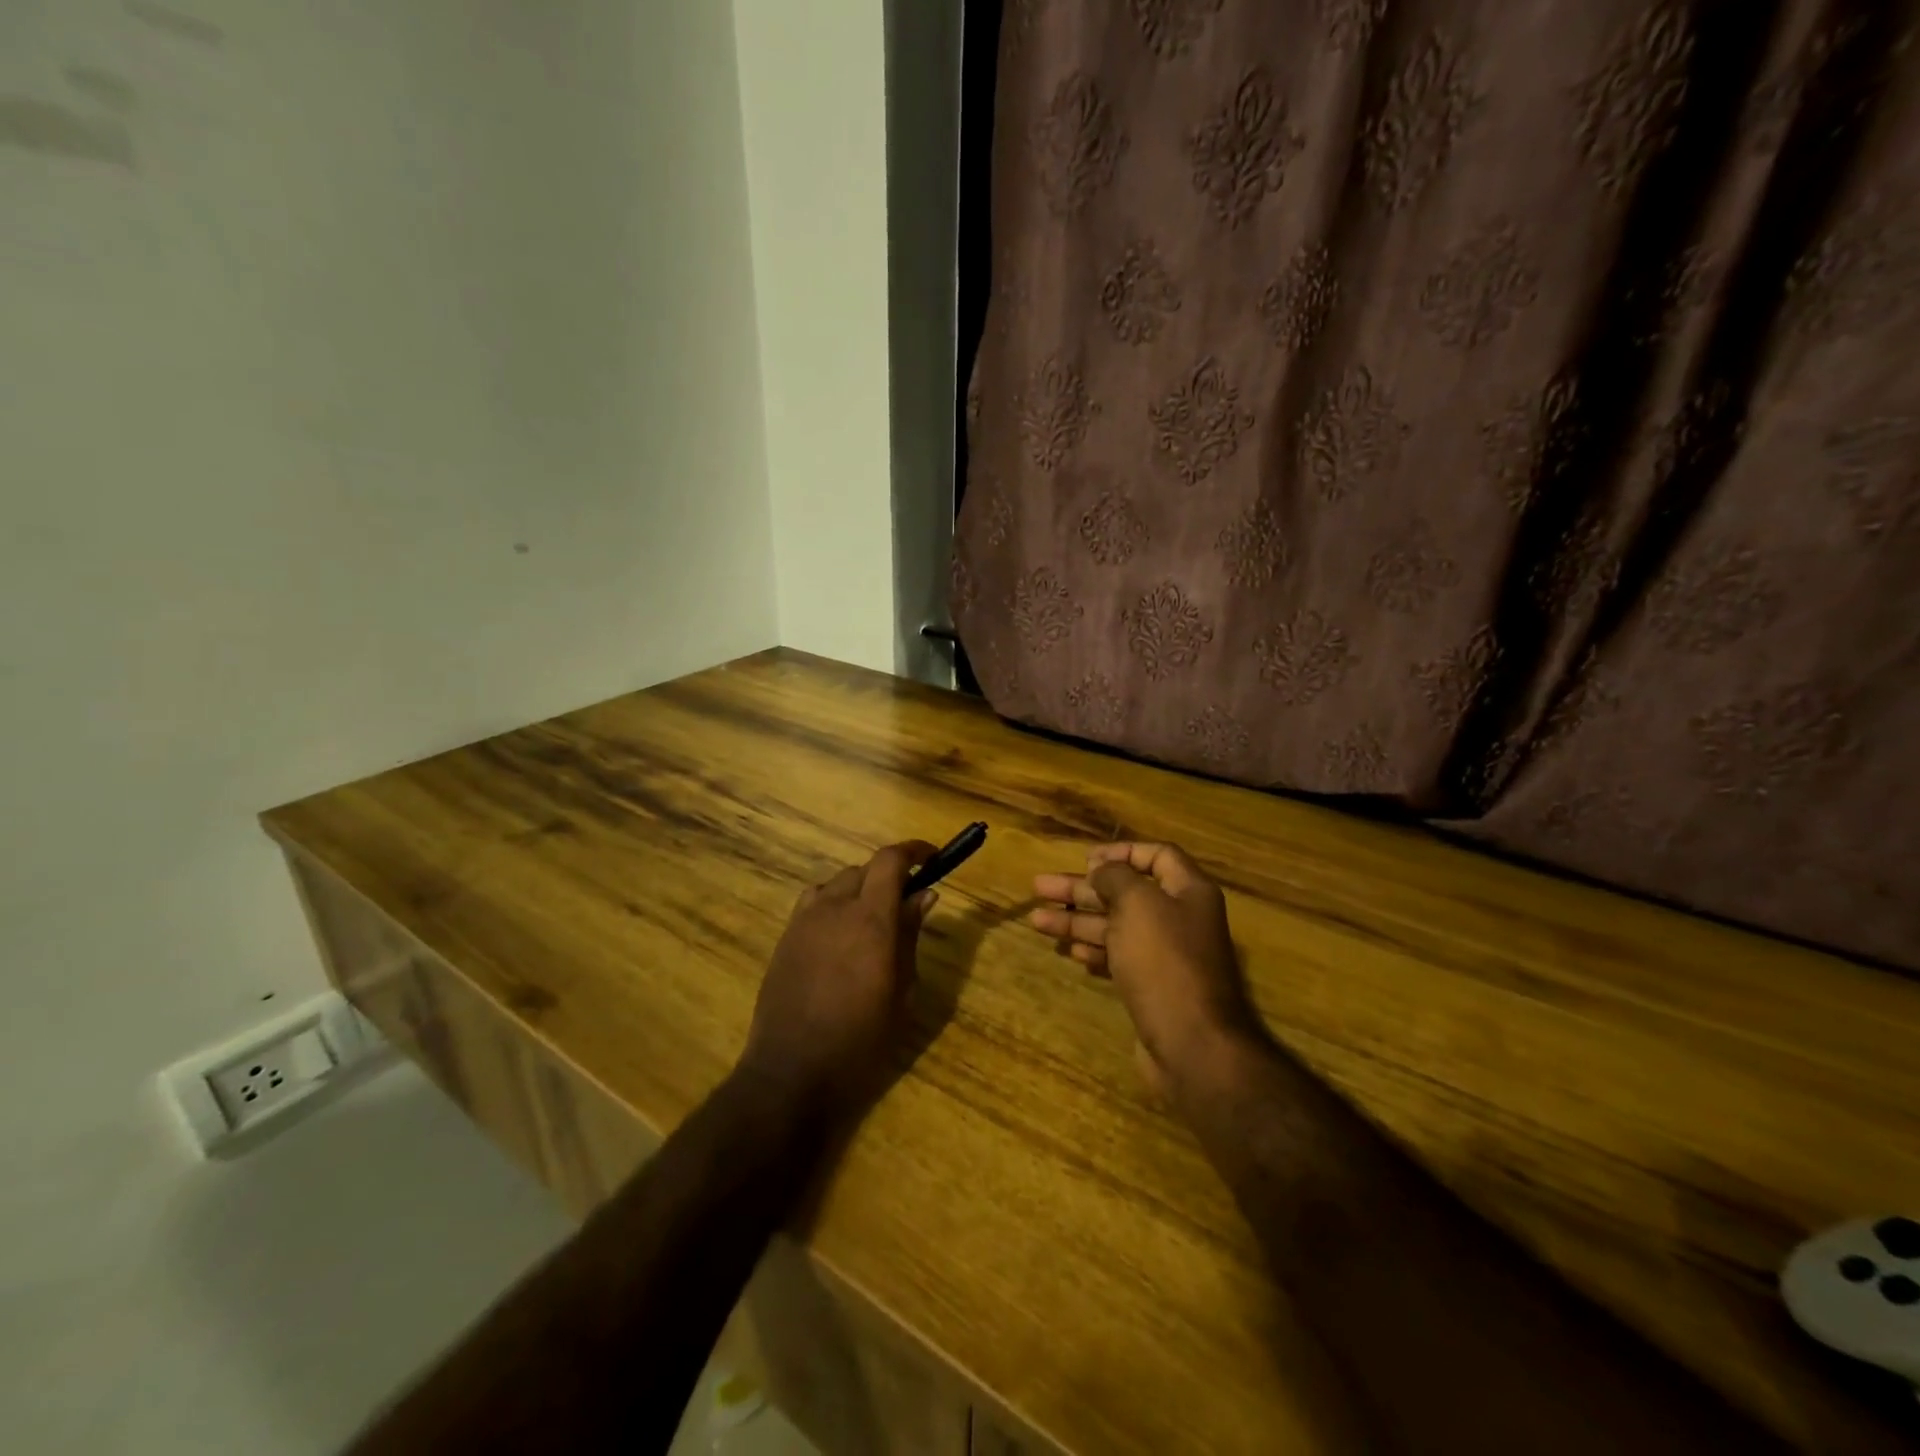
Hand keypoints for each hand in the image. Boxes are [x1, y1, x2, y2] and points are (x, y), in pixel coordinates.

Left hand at [740, 840, 939, 1113]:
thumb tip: (924, 895)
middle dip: (889, 875)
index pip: (890, 861)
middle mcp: (834, 908)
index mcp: (870, 919)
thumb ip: (910, 936)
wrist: (791, 1072)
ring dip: (860, 888)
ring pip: (837, 882)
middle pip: (864, 869)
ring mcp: (804, 920)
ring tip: (872, 917)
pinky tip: (840, 933)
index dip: (913, 851)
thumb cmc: (860, 1039)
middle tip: (907, 901)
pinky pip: (814, 902)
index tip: (932, 857)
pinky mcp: (786, 937)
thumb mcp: (901, 991)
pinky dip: (834, 902)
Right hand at [1030, 841, 1265, 1101]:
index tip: (1085, 860)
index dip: (1121, 852)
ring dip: (1077, 921)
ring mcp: (1165, 955)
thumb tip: (1101, 869)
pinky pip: (1118, 958)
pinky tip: (1069, 953)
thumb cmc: (1164, 961)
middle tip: (1039, 888)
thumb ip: (1116, 878)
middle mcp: (1179, 919)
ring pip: (1116, 927)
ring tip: (1037, 921)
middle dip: (1081, 889)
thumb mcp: (1137, 904)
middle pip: (1126, 892)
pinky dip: (1094, 951)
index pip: (1157, 855)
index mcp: (1188, 891)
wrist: (1192, 1044)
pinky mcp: (1152, 987)